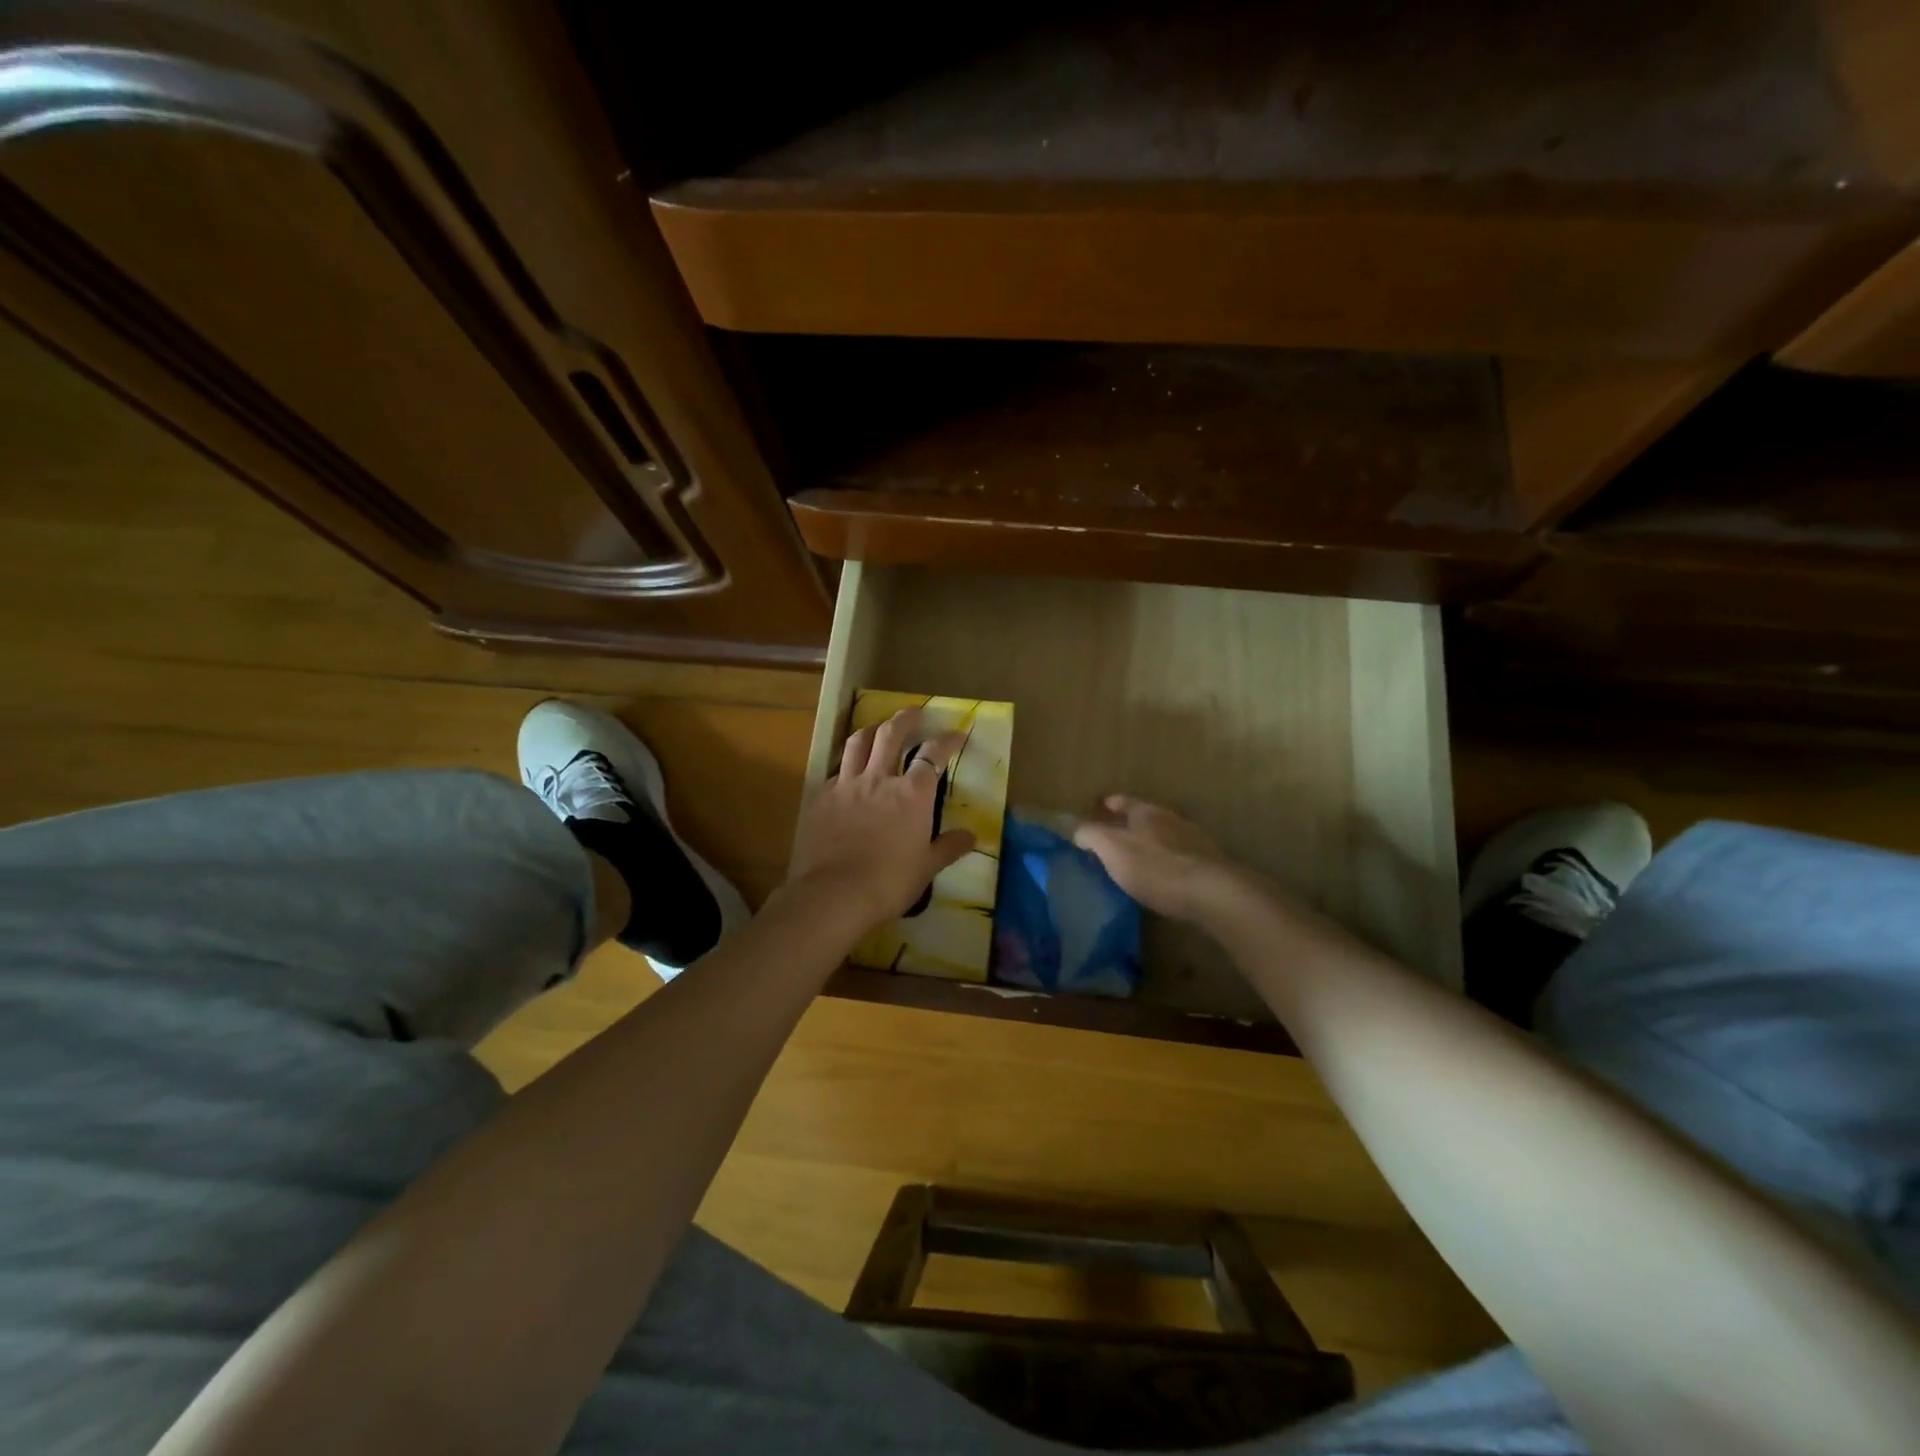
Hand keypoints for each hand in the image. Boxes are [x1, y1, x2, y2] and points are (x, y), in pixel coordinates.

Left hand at [787, 707, 976, 928]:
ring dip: (871, 729)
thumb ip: (948, 847)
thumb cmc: (889, 882)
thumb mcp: (927, 868)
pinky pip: (834, 769)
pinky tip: (846, 771)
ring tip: (877, 728)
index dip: (947, 740)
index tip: (956, 733)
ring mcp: (846, 785)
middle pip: (891, 734)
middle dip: (905, 718)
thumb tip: (972, 836)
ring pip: (857, 742)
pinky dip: (845, 763)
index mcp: (912, 794)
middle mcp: (879, 779)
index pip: (933, 755)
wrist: (834, 894)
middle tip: (913, 712)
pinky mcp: (820, 798)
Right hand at [1072, 795, 1240, 921]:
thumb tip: (1077, 829)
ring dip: (1152, 843)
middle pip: (1146, 816)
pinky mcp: (1209, 865)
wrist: (1213, 893)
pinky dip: (1169, 862)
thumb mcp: (1112, 849)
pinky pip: (1181, 857)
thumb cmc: (1155, 867)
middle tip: (1115, 835)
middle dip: (1131, 823)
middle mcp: (1171, 819)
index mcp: (1146, 812)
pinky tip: (1165, 877)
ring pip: (1166, 835)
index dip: (1110, 804)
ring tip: (1138, 858)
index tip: (1100, 805)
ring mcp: (1194, 841)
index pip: (1123, 801)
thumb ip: (1091, 835)